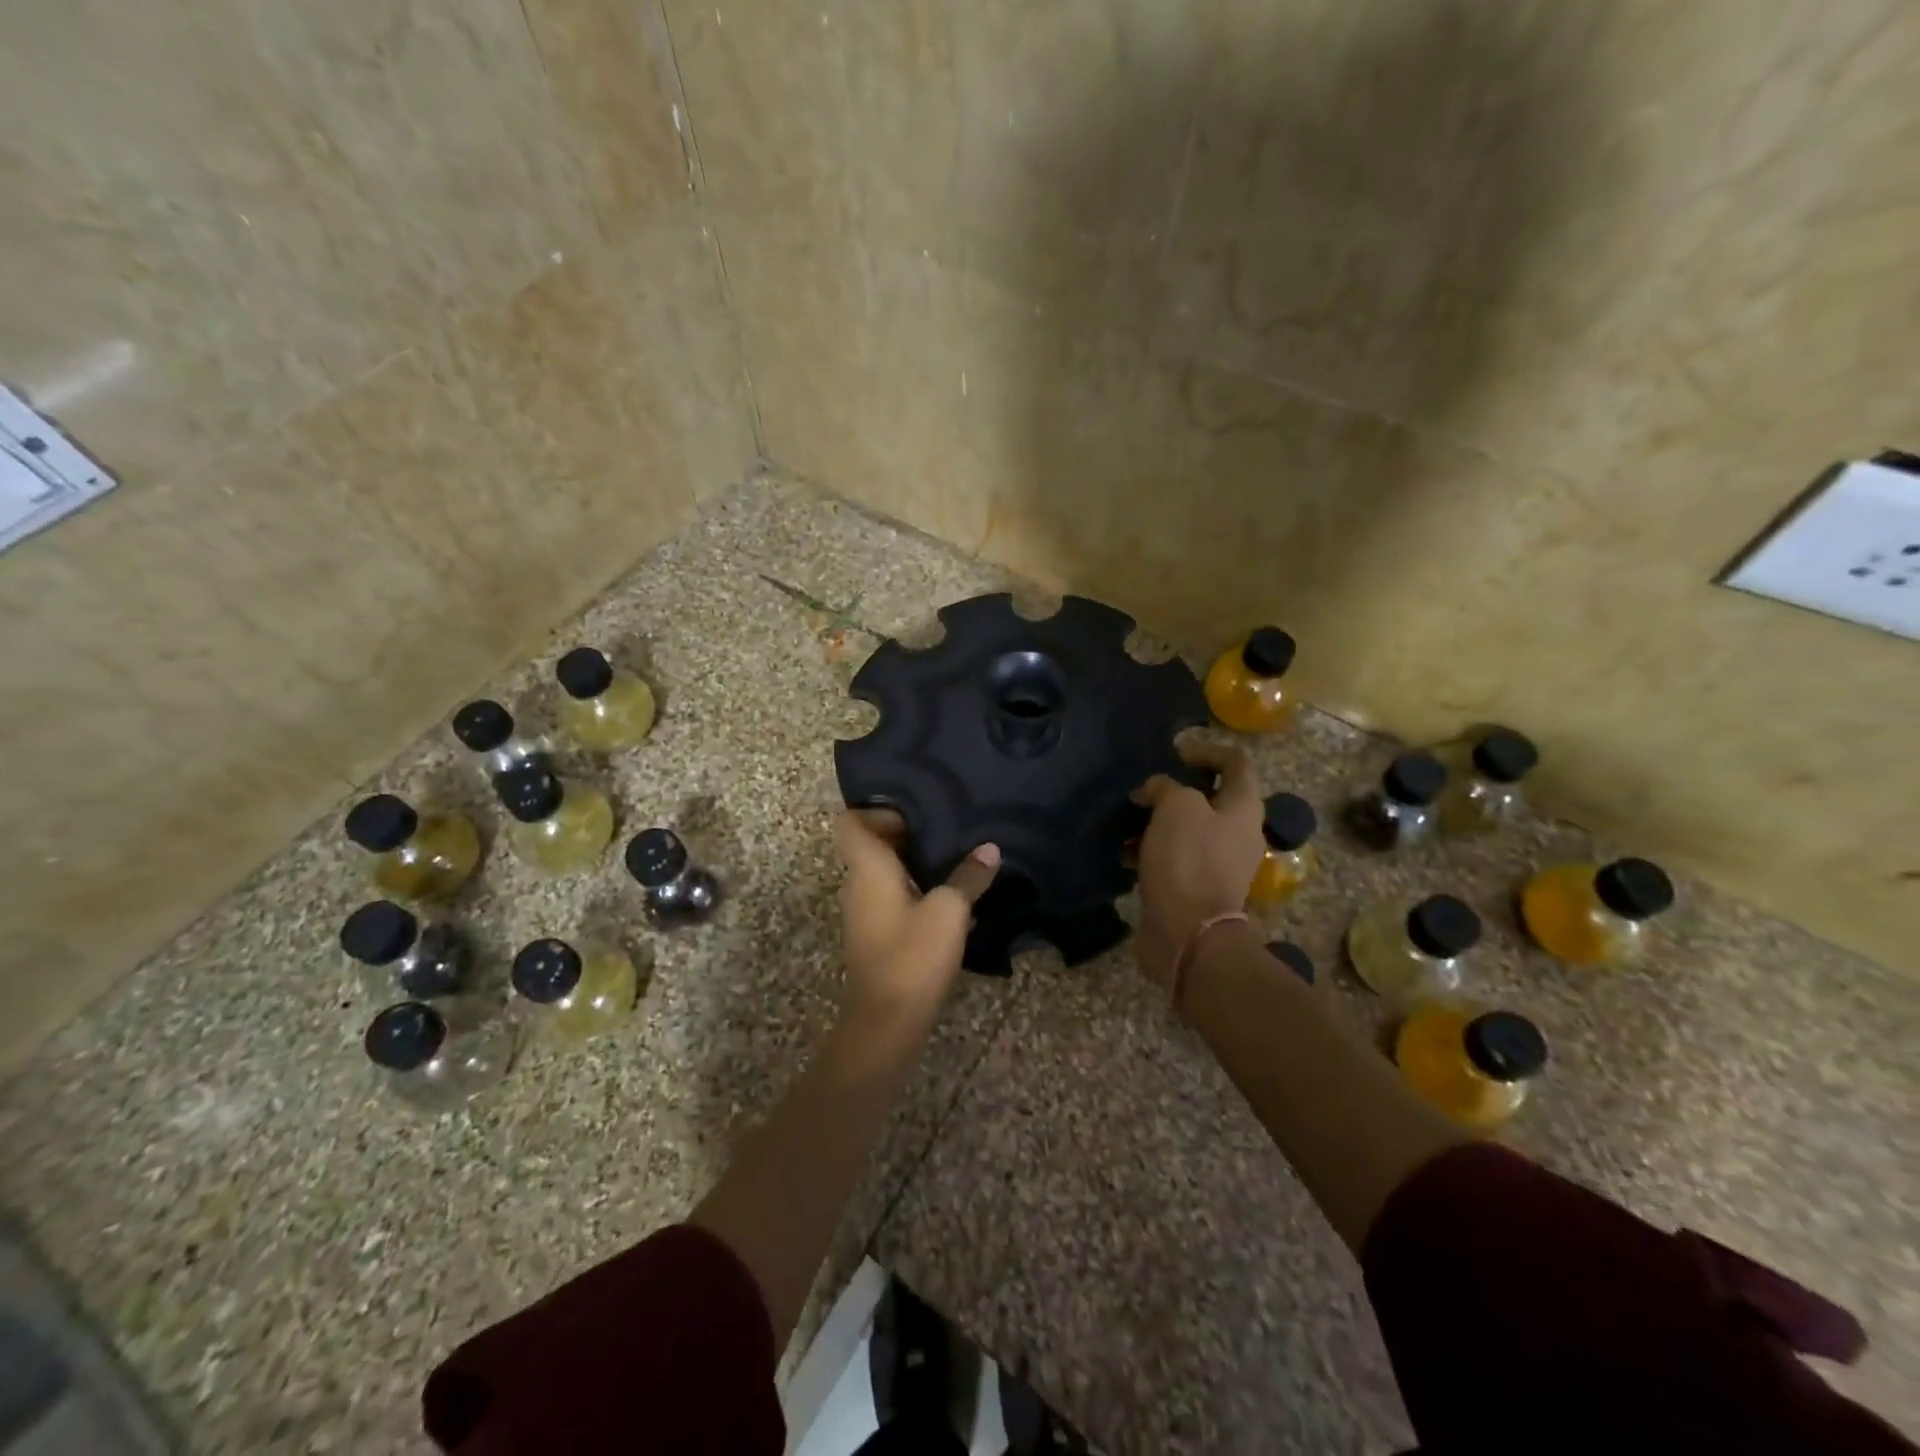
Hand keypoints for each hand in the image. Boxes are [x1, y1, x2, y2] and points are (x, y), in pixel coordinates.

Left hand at [834, 809, 1000, 1027]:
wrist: (886, 1023)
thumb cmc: (912, 957)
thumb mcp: (950, 912)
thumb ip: (969, 877)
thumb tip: (989, 849)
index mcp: (867, 868)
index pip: (850, 822)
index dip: (877, 811)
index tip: (915, 816)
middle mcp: (857, 884)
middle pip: (869, 844)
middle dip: (904, 834)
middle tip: (945, 831)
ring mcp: (862, 912)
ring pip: (880, 872)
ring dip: (910, 864)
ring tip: (951, 859)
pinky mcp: (873, 935)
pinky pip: (888, 897)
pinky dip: (911, 889)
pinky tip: (946, 899)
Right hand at [1130, 741, 1264, 994]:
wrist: (1188, 932)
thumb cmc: (1188, 859)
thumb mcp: (1176, 806)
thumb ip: (1165, 786)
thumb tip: (1153, 791)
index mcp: (1243, 809)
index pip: (1236, 763)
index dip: (1207, 750)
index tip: (1174, 754)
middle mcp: (1236, 833)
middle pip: (1208, 798)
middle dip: (1173, 791)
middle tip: (1143, 790)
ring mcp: (1216, 863)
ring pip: (1185, 830)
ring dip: (1155, 822)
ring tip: (1124, 823)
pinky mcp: (1193, 887)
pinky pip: (1171, 858)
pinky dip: (1148, 851)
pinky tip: (1123, 855)